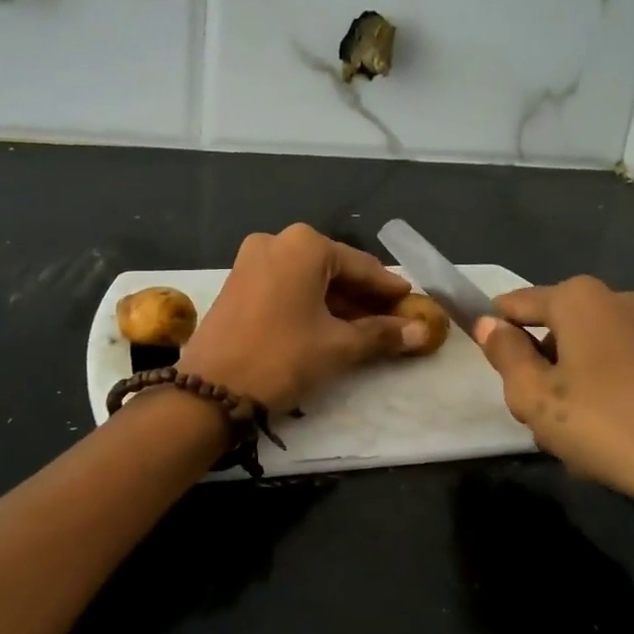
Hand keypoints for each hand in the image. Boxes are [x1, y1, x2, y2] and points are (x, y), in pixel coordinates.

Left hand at [178, 224, 425, 414]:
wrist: (210, 391)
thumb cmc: (282, 358)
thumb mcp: (339, 346)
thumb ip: (382, 334)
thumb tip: (422, 332)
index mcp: (304, 245)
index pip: (361, 266)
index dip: (390, 288)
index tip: (414, 303)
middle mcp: (276, 242)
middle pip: (334, 269)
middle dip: (364, 297)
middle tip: (394, 321)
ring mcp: (251, 261)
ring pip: (308, 279)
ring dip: (338, 303)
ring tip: (367, 330)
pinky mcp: (237, 284)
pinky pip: (286, 287)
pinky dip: (310, 304)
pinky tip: (330, 327)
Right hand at [472, 278, 633, 617]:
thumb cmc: (609, 427)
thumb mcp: (535, 398)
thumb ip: (505, 355)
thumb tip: (489, 323)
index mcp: (579, 297)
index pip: (515, 304)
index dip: (496, 334)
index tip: (495, 376)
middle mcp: (618, 298)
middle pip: (554, 330)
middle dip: (539, 369)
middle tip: (539, 419)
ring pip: (588, 354)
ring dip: (572, 388)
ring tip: (578, 440)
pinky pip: (622, 370)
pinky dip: (608, 396)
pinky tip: (614, 441)